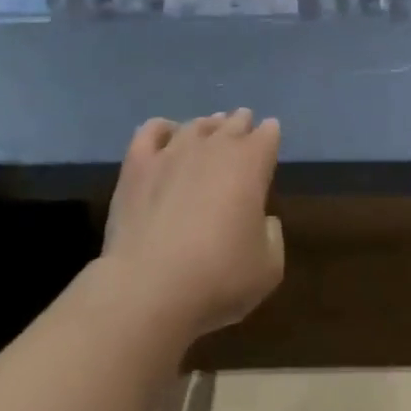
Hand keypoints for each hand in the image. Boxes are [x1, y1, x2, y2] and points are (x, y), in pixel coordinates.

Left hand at [102, 110, 284, 339]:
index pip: (268, 135)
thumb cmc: (219, 277)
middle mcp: (214, 147)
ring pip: (196, 125)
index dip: (270, 134)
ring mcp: (173, 152)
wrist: (149, 287)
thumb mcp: (269, 267)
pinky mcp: (137, 166)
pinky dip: (163, 129)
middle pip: (233, 123)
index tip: (270, 136)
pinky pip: (151, 131)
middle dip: (241, 124)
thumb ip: (272, 234)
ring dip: (207, 125)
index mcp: (251, 163)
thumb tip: (262, 220)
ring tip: (209, 128)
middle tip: (243, 126)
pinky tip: (166, 135)